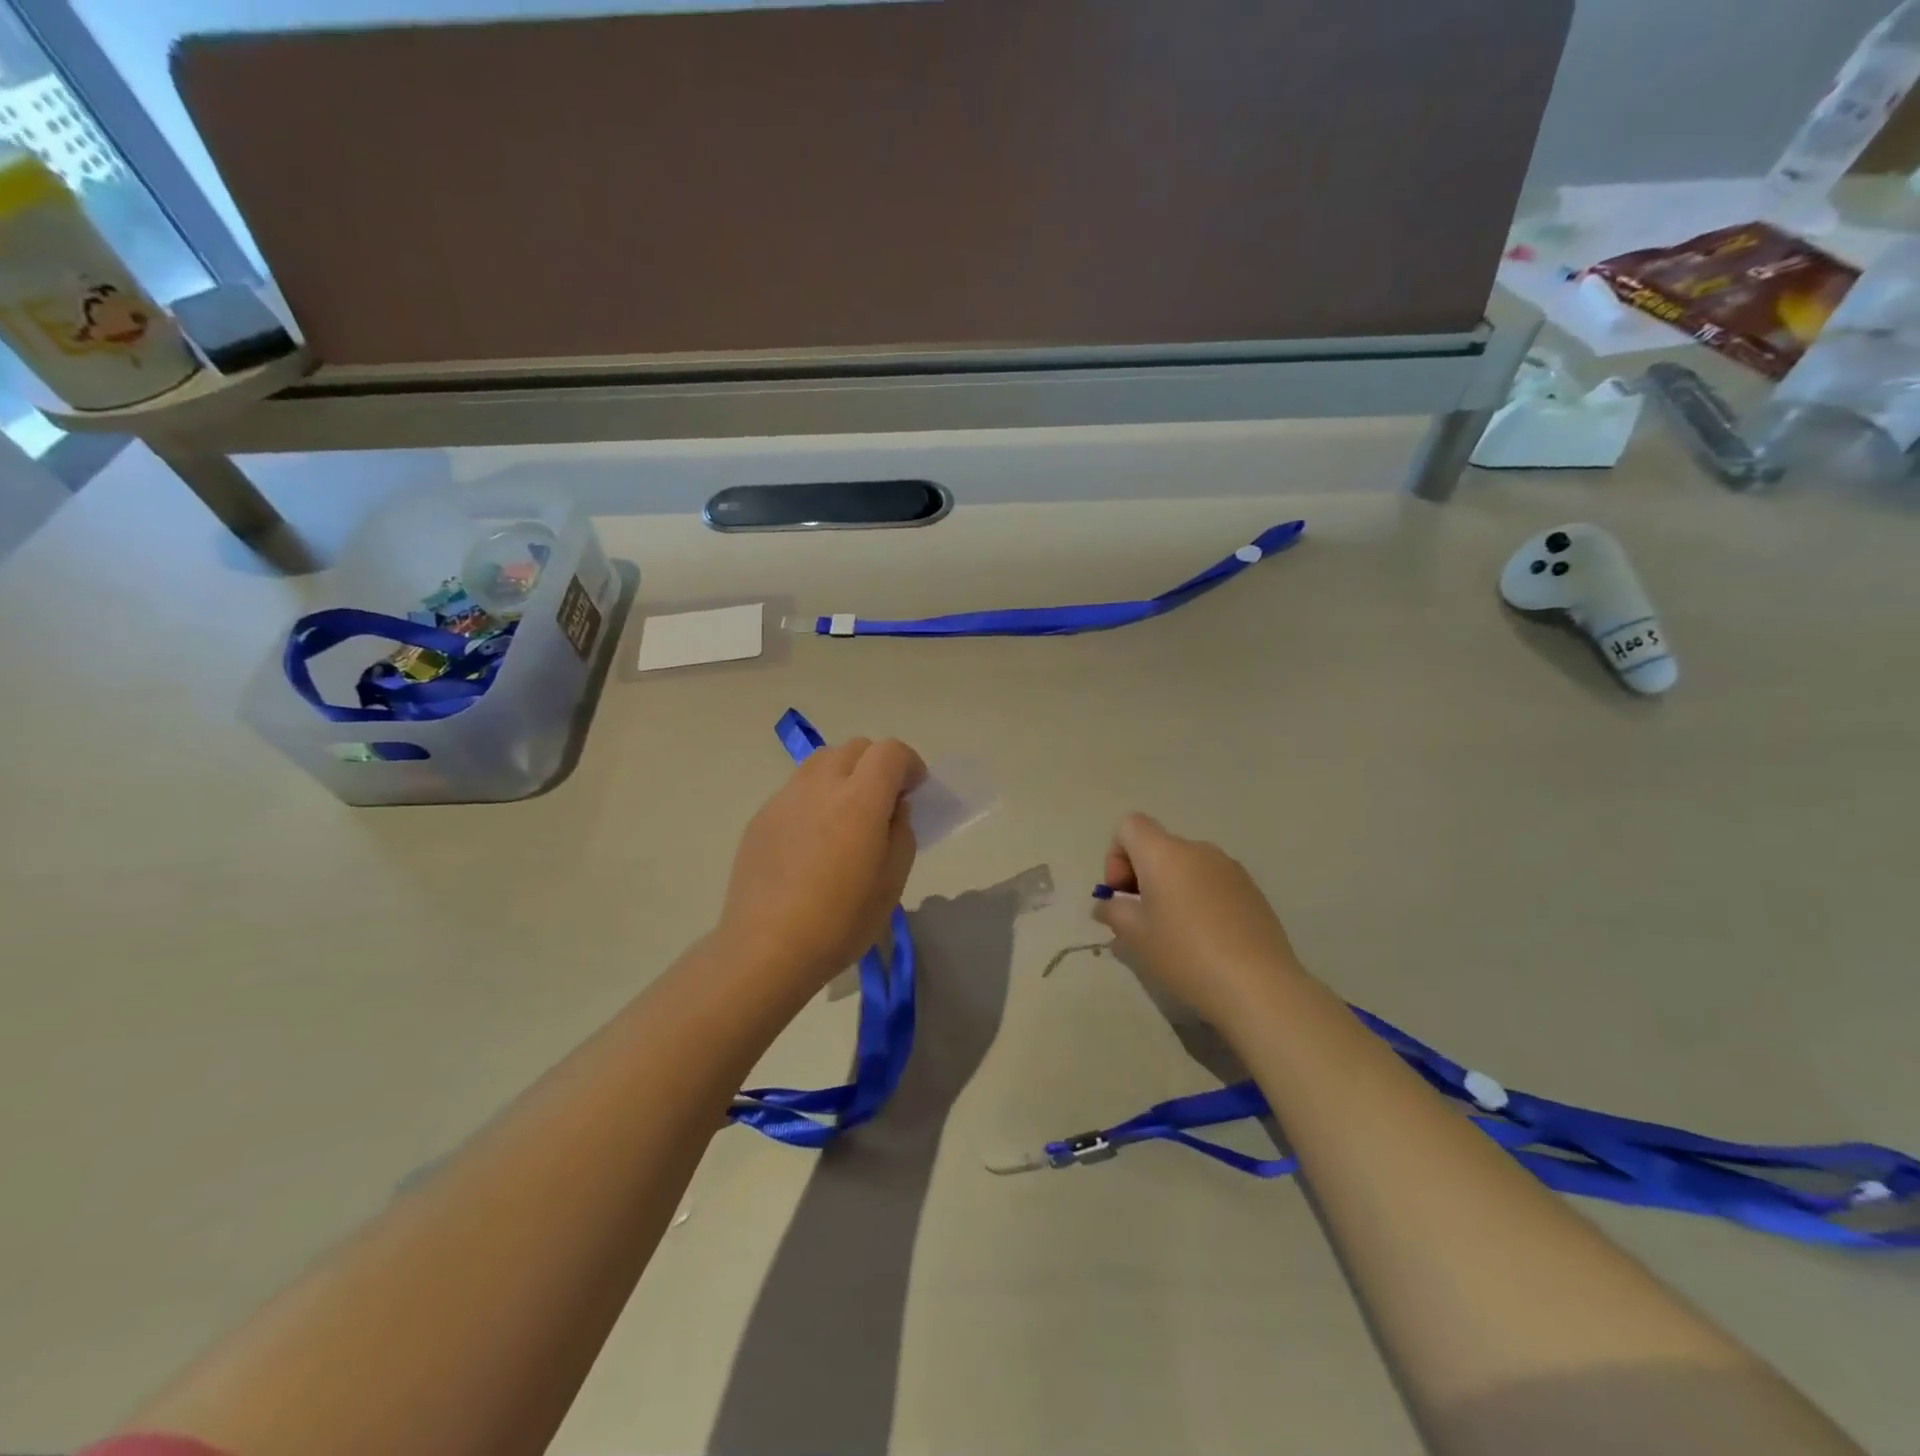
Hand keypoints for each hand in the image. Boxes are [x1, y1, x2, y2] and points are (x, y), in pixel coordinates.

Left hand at [718, 737, 926, 992]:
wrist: (766, 948)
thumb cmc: (840, 920)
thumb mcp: (892, 882)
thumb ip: (901, 833)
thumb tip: (893, 809)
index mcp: (860, 799)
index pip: (890, 751)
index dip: (909, 764)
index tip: (913, 791)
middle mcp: (820, 785)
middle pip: (854, 748)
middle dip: (876, 765)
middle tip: (882, 803)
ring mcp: (785, 798)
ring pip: (821, 762)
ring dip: (843, 775)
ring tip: (845, 817)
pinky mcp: (761, 817)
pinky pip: (796, 790)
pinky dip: (814, 798)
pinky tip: (812, 841)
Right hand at [1092, 813, 1305, 1024]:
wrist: (1258, 985)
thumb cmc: (1185, 953)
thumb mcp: (1134, 936)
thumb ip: (1113, 912)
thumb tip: (1108, 905)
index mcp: (1164, 853)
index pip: (1130, 825)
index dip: (1116, 855)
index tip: (1122, 894)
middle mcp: (1197, 849)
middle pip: (1158, 847)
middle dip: (1141, 877)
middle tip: (1141, 919)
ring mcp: (1229, 867)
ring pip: (1186, 866)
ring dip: (1171, 888)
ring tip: (1173, 933)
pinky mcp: (1251, 890)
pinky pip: (1211, 882)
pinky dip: (1198, 899)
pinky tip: (1205, 938)